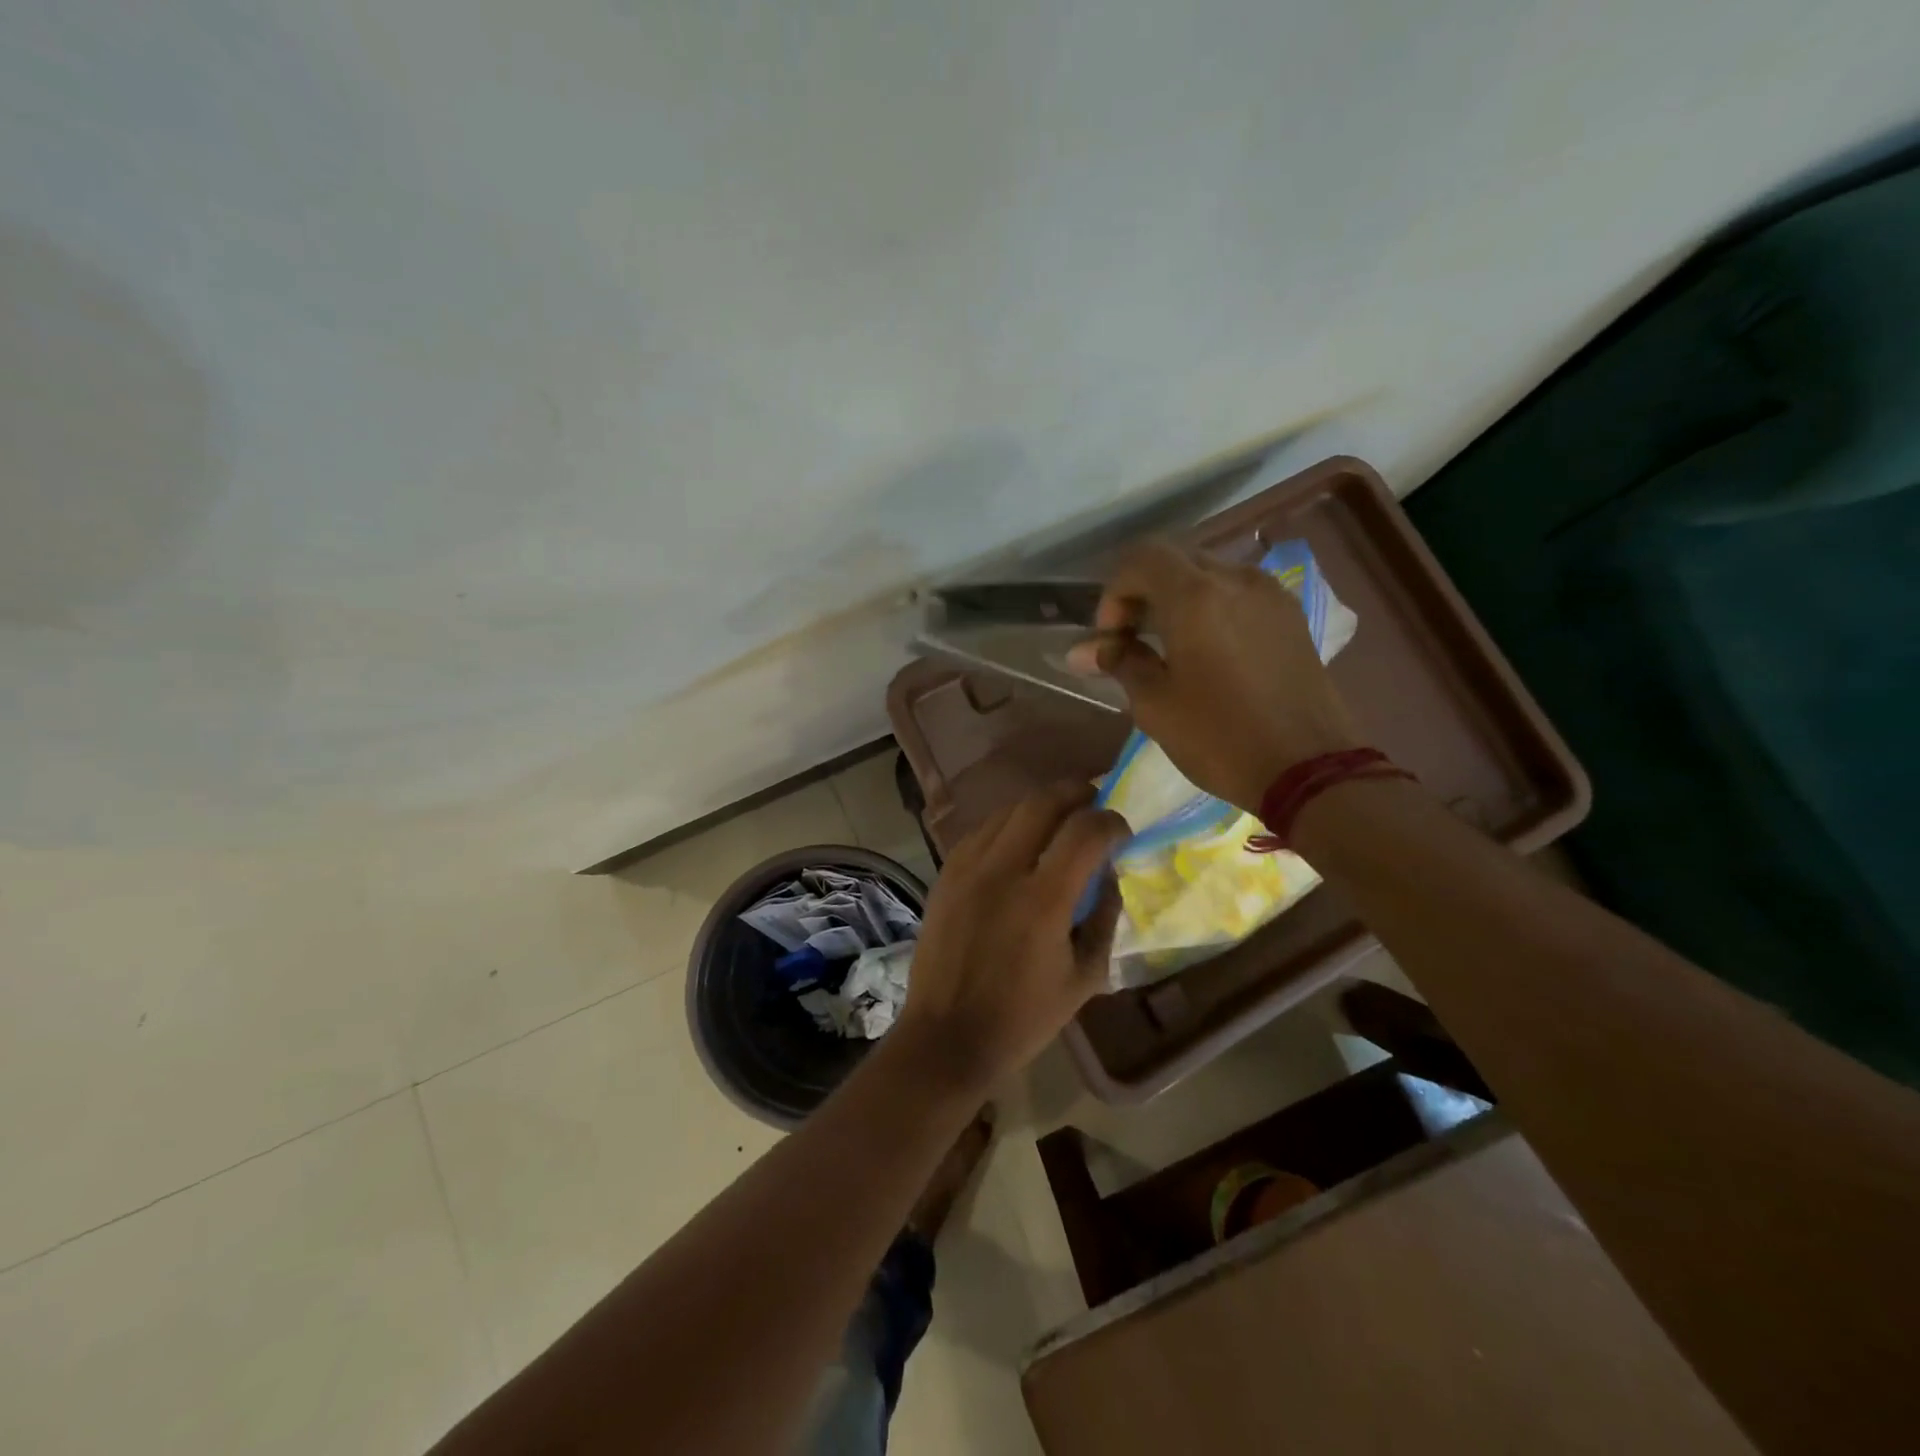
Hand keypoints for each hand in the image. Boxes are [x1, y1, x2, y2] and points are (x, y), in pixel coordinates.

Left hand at [895, 782, 1126, 1090]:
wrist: (947, 1036)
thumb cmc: (1023, 1017)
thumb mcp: (1085, 977)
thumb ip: (1105, 918)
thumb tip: (1109, 875)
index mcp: (1042, 900)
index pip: (1084, 831)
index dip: (1111, 821)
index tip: (1121, 830)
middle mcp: (1002, 871)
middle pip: (1042, 802)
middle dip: (1075, 793)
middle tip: (1093, 802)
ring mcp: (967, 868)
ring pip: (1008, 810)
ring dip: (1040, 806)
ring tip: (1058, 819)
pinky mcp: (945, 874)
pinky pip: (981, 831)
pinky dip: (1008, 825)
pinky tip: (1019, 841)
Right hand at [1067, 539, 1362, 812]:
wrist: (1308, 769)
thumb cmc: (1219, 737)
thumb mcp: (1155, 704)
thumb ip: (1119, 662)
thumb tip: (1083, 650)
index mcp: (1196, 596)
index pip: (1141, 558)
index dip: (1114, 592)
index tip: (1111, 638)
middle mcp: (1236, 579)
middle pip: (1176, 562)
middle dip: (1144, 593)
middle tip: (1131, 641)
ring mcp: (1270, 595)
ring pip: (1209, 576)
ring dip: (1178, 600)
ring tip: (1168, 648)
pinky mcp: (1290, 617)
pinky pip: (1238, 595)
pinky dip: (1211, 609)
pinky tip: (1207, 652)